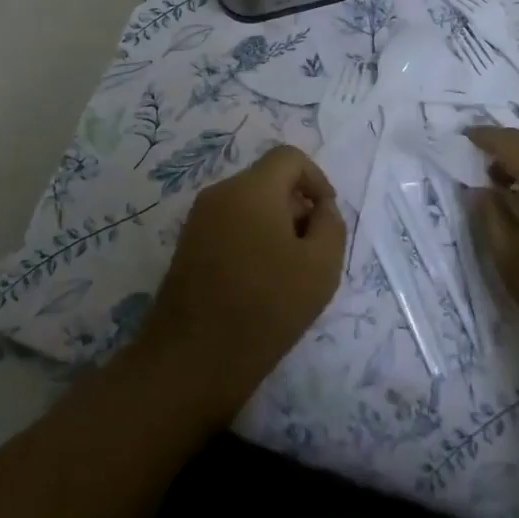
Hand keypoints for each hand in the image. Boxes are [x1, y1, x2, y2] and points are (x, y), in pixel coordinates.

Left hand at [141, 145, 345, 424]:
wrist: (192, 359)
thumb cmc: (266, 307)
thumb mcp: (321, 267)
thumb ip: (331, 224)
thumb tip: (320, 207)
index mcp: (251, 188)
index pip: (289, 157)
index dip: (317, 179)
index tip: (326, 217)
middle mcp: (220, 193)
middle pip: (268, 180)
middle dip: (296, 206)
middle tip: (311, 252)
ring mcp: (198, 219)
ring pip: (248, 204)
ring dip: (274, 225)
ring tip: (287, 273)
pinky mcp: (187, 245)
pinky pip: (229, 225)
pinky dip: (251, 239)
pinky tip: (259, 283)